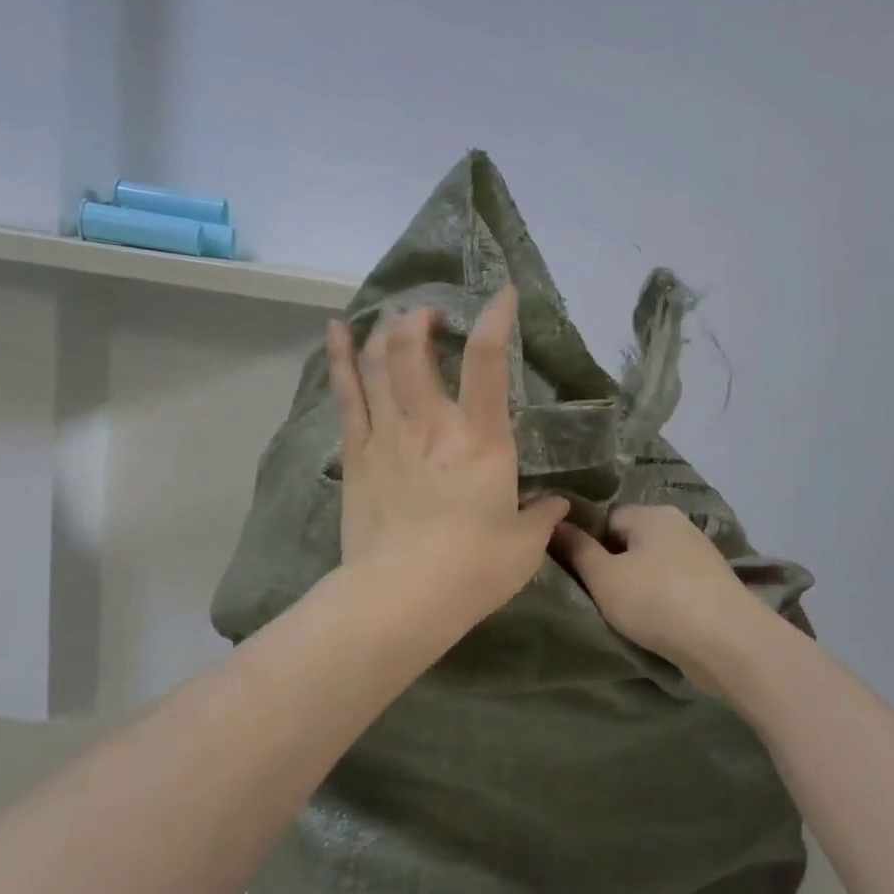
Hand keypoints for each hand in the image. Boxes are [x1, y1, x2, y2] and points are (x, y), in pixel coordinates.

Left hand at [326, 288, 568, 621]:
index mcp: (481, 439)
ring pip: (378, 362)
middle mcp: (431, 424)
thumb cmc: (472, 571)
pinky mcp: (356, 455)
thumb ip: (542, 517)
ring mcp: (387, 435)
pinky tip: (337, 330)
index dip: (497, 318)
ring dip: (386, 330)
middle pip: (415, 348)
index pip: (488, 361)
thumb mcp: (524, 546)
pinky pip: (347, 394)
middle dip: (422, 319)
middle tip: (432, 316)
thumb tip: (557, 504)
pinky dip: (341, 357)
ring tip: (396, 318)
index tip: (505, 295)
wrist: (401, 598)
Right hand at [552, 505, 757, 668]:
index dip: (586, 545)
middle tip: (596, 597)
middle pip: (629, 541)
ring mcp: (699, 555)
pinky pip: (672, 585)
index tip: (577, 576)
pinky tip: (654, 622)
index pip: (605, 519)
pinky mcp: (712, 585)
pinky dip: (660, 600)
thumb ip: (576, 549)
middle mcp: (678, 525)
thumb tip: (553, 522)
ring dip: (637, 586)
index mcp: (651, 513)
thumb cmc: (658, 601)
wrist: (729, 643)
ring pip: (651, 566)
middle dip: (612, 567)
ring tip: (625, 615)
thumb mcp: (604, 577)